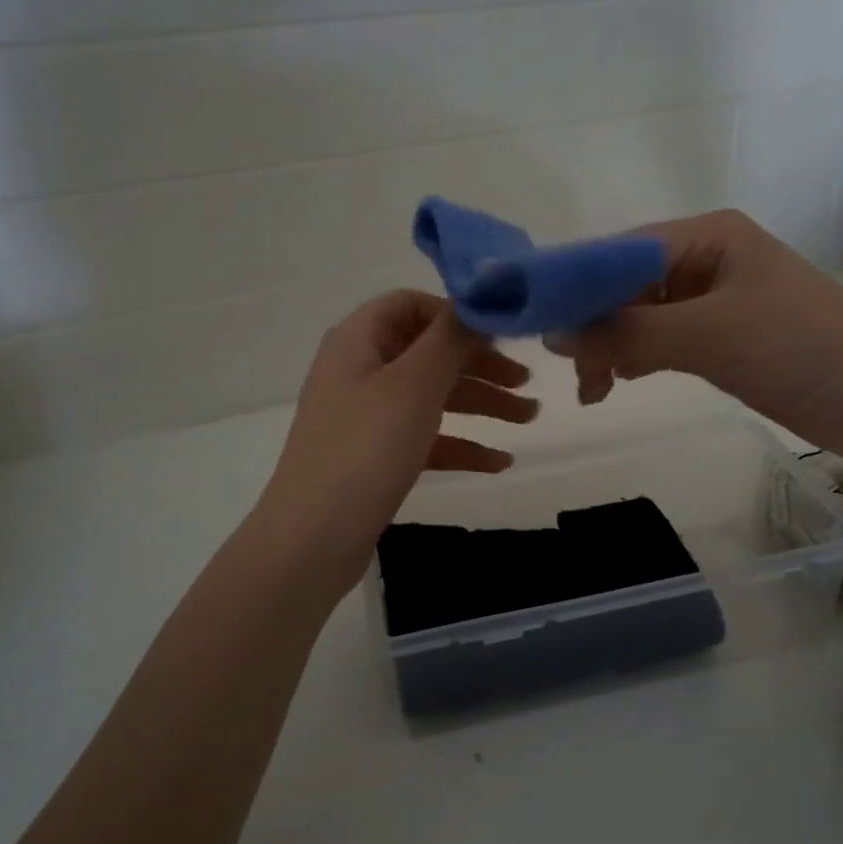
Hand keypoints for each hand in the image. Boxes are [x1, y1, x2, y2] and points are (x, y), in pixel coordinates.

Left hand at [253, 290, 537, 593]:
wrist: (313, 539)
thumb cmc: (365, 449)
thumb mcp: (414, 385)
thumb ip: (449, 339)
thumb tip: (476, 304)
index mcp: (359, 339)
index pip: (411, 304)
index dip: (457, 315)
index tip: (501, 336)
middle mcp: (360, 369)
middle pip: (429, 352)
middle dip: (480, 365)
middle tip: (528, 382)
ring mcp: (366, 415)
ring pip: (432, 396)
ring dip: (481, 403)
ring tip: (529, 419)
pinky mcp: (375, 456)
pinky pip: (425, 437)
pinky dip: (461, 444)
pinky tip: (499, 462)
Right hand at [552, 209, 842, 460]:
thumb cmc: (798, 348)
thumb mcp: (707, 335)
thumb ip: (628, 333)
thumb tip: (554, 335)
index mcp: (706, 236)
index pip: (620, 251)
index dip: (575, 285)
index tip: (537, 323)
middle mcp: (706, 259)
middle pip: (626, 285)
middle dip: (594, 324)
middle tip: (571, 370)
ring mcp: (715, 300)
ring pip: (641, 316)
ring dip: (613, 346)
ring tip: (594, 388)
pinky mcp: (724, 337)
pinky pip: (663, 340)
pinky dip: (638, 357)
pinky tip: (620, 380)